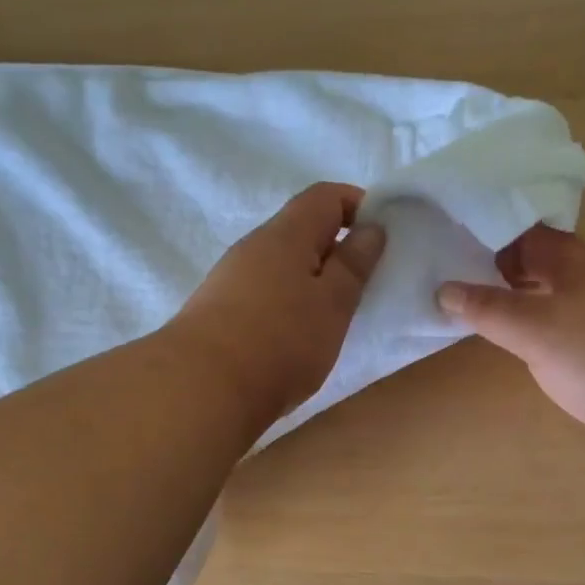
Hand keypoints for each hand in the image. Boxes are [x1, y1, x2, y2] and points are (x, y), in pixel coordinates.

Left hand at [168, 183, 386, 432]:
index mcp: (286, 234)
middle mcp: (253, 246)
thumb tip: (371, 227)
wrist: (202, 388)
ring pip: (282, 265)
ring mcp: (230, 279)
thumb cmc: (281, 341)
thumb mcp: (333, 303)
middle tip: (363, 285)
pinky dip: (288, 304)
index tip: (383, 237)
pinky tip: (295, 338)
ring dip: (312, 281)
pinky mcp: (219, 311)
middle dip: (336, 250)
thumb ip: (354, 264)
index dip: (358, 206)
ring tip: (332, 318)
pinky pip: (264, 293)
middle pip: (301, 230)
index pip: (325, 196)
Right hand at [438, 226, 584, 464]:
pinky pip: (570, 329)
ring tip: (481, 313)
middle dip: (503, 271)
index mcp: (577, 262)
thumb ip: (486, 309)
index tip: (454, 245)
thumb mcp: (531, 329)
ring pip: (557, 298)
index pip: (527, 234)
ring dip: (524, 303)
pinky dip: (544, 332)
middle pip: (542, 265)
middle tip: (457, 281)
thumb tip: (443, 289)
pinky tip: (526, 349)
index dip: (490, 236)